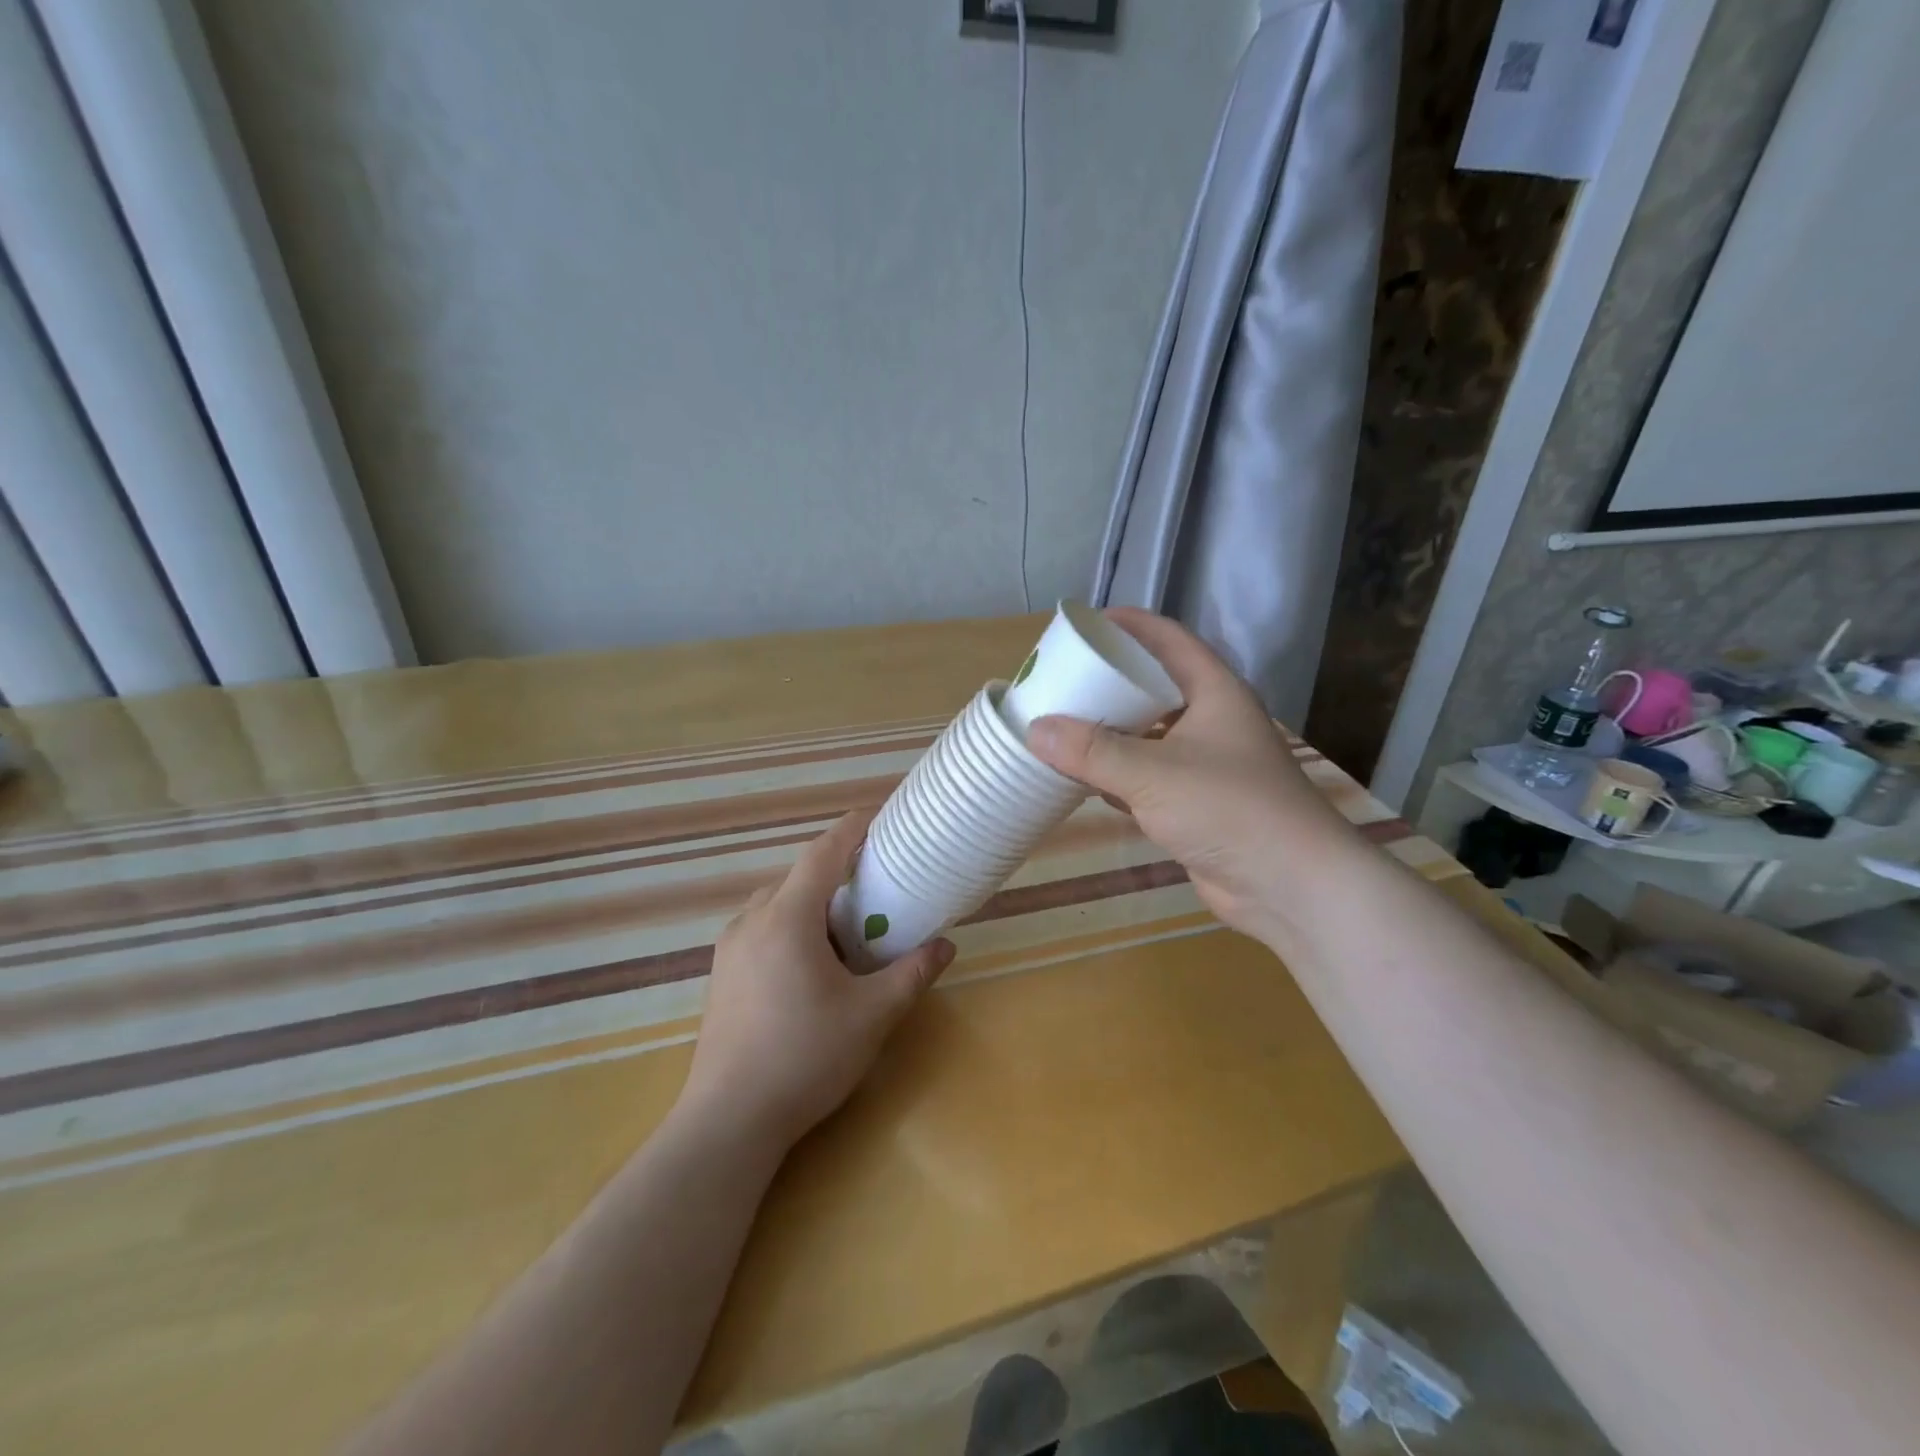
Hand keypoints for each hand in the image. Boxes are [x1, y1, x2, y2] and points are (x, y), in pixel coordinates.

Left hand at [679, 810, 953, 1149]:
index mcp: (787, 917)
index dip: (853, 829)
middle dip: (838, 874)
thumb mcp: (872, 1015)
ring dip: (813, 904)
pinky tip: (811, 966)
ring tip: (847, 931)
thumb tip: (945, 946)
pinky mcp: (721, 975)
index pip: (823, 853)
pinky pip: (762, 929)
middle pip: (799, 877)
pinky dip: (791, 927)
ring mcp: (729, 948)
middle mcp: (752, 920)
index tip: (880, 817)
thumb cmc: (805, 1058)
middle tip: (876, 889)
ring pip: (777, 904)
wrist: (728, 1121)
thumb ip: (911, 974)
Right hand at [1025, 608, 1352, 940]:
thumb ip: (1093, 751)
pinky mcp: (1193, 805)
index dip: (1130, 625)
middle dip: (1108, 682)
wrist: (1289, 887)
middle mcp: (1210, 721)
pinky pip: (1143, 778)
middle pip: (1152, 687)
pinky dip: (1112, 775)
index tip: (1085, 623)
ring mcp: (1202, 765)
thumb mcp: (1154, 773)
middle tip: (1060, 678)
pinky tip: (1077, 777)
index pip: (1169, 640)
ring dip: (1106, 732)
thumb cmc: (1229, 809)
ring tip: (1058, 723)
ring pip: (1145, 736)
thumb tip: (1035, 729)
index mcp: (1213, 692)